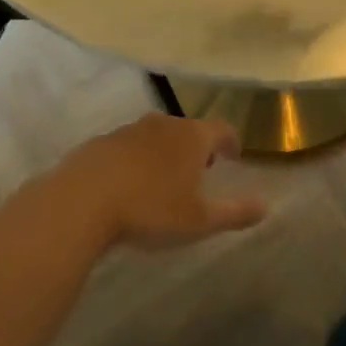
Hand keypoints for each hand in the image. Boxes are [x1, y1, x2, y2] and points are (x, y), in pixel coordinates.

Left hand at [46, 114, 266, 251]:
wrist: (80, 202)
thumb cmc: (150, 210)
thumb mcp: (199, 221)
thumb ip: (234, 213)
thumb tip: (265, 207)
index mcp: (192, 137)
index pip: (221, 129)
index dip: (231, 141)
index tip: (234, 155)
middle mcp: (162, 125)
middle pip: (188, 129)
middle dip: (197, 146)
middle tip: (202, 168)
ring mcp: (128, 131)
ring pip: (155, 135)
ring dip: (165, 151)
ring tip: (165, 177)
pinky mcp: (99, 143)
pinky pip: (126, 147)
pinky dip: (135, 159)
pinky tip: (128, 184)